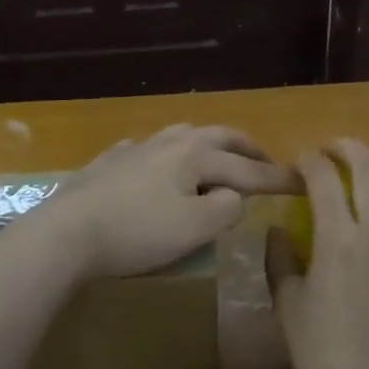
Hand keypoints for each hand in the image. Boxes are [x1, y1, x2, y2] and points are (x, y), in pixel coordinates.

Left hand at [32, 124, 295, 279]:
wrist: (66, 231)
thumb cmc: (136, 233)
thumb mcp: (192, 229)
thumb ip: (224, 209)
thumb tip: (234, 195)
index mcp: (195, 156)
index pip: (247, 168)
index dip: (277, 177)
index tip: (303, 181)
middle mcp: (170, 142)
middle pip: (219, 137)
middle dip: (246, 148)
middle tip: (265, 160)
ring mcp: (138, 148)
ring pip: (183, 135)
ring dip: (209, 144)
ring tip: (217, 156)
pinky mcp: (111, 161)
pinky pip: (149, 148)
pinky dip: (167, 153)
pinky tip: (157, 162)